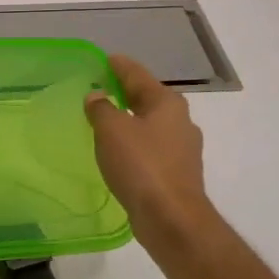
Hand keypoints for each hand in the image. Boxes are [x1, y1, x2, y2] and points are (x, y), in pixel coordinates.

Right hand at [85, 54, 221, 268]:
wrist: (172, 219)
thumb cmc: (141, 166)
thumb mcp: (112, 130)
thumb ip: (101, 108)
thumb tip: (97, 96)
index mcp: (167, 103)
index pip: (138, 74)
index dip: (119, 65)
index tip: (105, 59)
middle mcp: (180, 121)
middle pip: (147, 98)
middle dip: (125, 93)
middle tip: (100, 89)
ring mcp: (182, 149)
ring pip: (150, 124)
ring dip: (130, 120)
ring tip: (105, 121)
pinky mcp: (177, 173)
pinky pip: (151, 148)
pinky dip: (134, 143)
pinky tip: (119, 152)